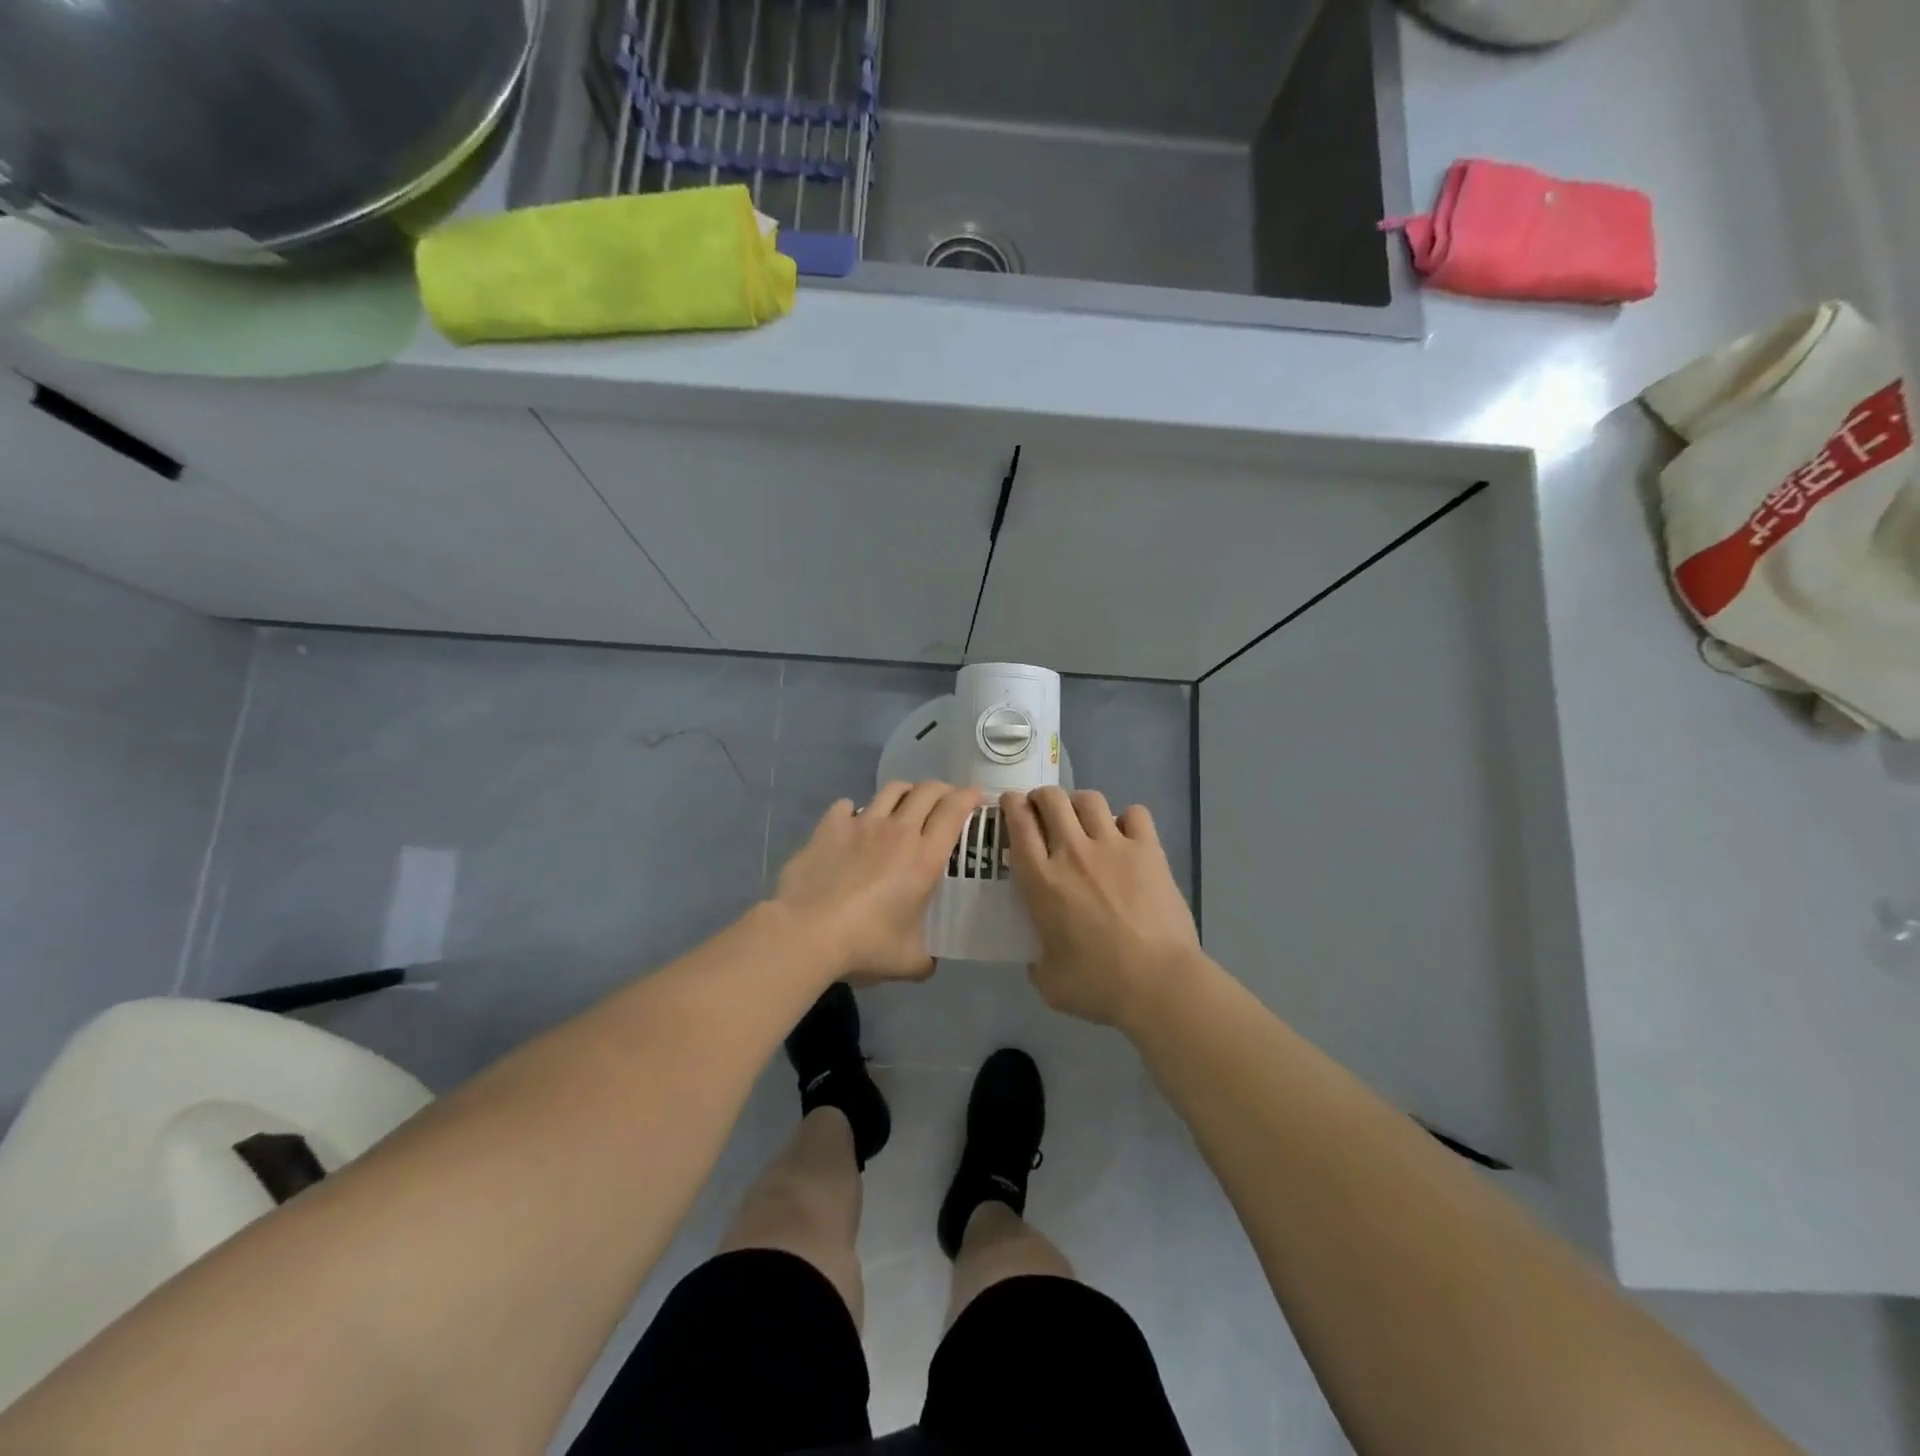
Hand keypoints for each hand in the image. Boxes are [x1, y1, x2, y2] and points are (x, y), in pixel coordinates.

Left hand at [775, 780, 983, 981]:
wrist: (807, 932)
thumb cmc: (866, 945)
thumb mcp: (908, 962)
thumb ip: (926, 958)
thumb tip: (929, 962)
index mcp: (925, 858)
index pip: (954, 811)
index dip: (969, 797)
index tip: (977, 796)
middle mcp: (898, 831)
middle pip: (927, 791)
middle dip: (942, 790)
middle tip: (945, 802)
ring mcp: (862, 824)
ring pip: (891, 790)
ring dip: (905, 793)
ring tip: (905, 805)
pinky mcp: (829, 827)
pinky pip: (846, 806)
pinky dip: (854, 810)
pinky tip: (853, 823)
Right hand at [1000, 787, 1204, 1026]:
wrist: (1158, 982)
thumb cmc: (1098, 985)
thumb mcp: (1049, 982)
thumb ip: (1037, 962)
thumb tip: (1040, 956)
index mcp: (1041, 880)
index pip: (1019, 824)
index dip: (1011, 805)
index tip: (1011, 804)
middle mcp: (1072, 852)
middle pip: (1052, 799)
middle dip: (1042, 797)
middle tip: (1042, 809)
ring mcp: (1113, 846)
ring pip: (1089, 799)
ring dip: (1079, 803)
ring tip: (1082, 817)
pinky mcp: (1148, 850)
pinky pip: (1135, 814)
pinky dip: (1127, 818)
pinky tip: (1126, 834)